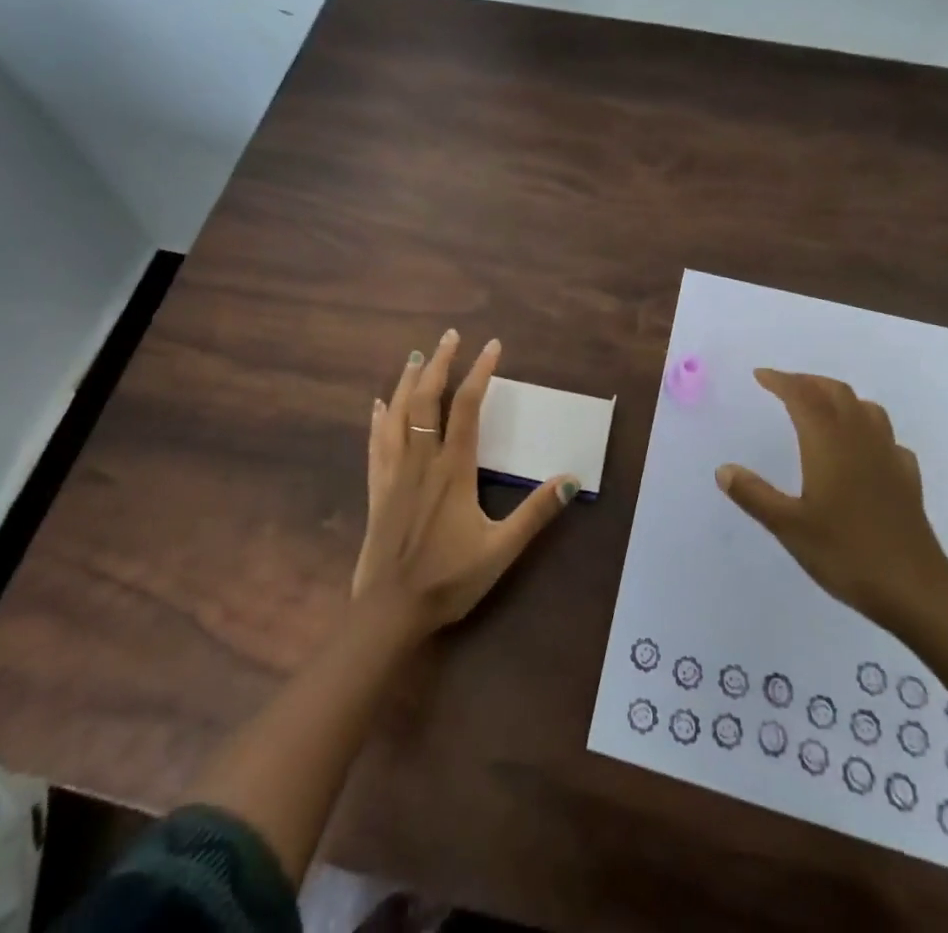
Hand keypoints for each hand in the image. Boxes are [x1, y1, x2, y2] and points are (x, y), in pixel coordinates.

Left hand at [351, 330, 576, 637]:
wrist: (390, 612)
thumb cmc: (448, 579)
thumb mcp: (501, 550)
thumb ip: (535, 513)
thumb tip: (572, 479)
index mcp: (453, 469)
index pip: (467, 407)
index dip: (480, 372)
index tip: (492, 346)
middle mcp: (421, 459)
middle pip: (427, 399)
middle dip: (439, 363)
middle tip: (449, 336)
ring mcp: (394, 472)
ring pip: (398, 414)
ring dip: (408, 381)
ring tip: (416, 356)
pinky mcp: (377, 489)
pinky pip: (375, 444)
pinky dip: (379, 419)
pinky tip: (378, 405)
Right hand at [716, 368, 947, 634]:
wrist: (916, 591)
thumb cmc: (847, 554)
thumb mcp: (789, 527)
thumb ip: (754, 495)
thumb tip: (723, 470)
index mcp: (829, 443)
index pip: (803, 396)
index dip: (781, 381)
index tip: (760, 376)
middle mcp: (860, 440)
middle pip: (836, 393)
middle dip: (808, 382)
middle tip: (784, 386)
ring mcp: (889, 457)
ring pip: (866, 409)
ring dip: (839, 398)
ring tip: (821, 407)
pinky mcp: (907, 479)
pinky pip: (886, 438)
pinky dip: (868, 430)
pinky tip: (862, 450)